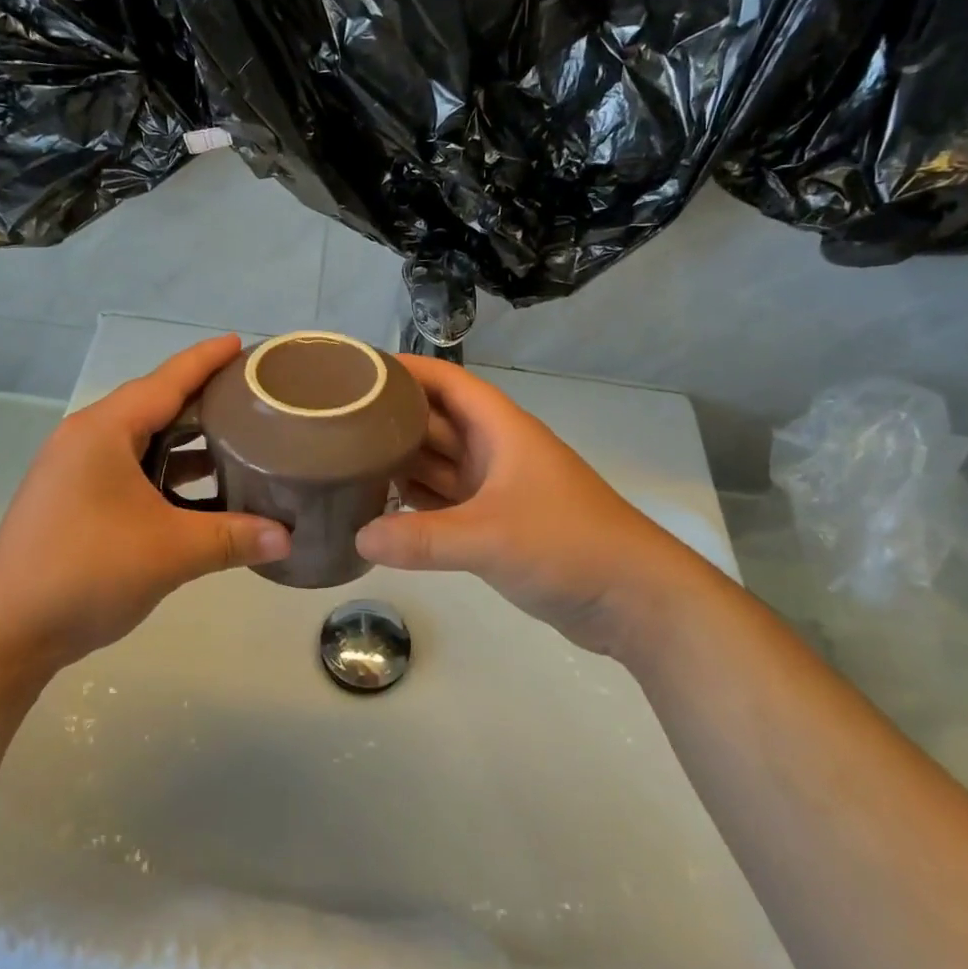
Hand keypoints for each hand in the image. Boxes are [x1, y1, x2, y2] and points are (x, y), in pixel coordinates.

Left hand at [0, 336, 289, 675]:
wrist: (6, 631)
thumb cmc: (86, 572)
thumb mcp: (170, 552)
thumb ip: (233, 538)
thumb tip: (288, 538)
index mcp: (104, 431)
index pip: (166, 381)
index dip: (205, 360)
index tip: (240, 344)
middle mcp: (87, 440)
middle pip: (154, 406)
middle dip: (202, 400)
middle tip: (251, 397)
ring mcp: (76, 471)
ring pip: (143, 442)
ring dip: (186, 442)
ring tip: (237, 440)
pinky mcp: (75, 500)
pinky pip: (131, 471)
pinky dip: (167, 474)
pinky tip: (201, 492)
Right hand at [356, 356, 726, 660]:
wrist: (634, 599)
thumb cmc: (568, 545)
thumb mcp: (491, 538)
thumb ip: (423, 538)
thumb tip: (358, 536)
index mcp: (500, 430)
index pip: (446, 382)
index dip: (405, 369)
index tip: (357, 370)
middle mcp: (494, 450)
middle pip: (434, 421)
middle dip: (390, 418)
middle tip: (334, 421)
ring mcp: (495, 489)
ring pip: (438, 463)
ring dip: (400, 462)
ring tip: (344, 460)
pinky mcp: (496, 524)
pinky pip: (444, 501)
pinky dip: (415, 502)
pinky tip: (378, 508)